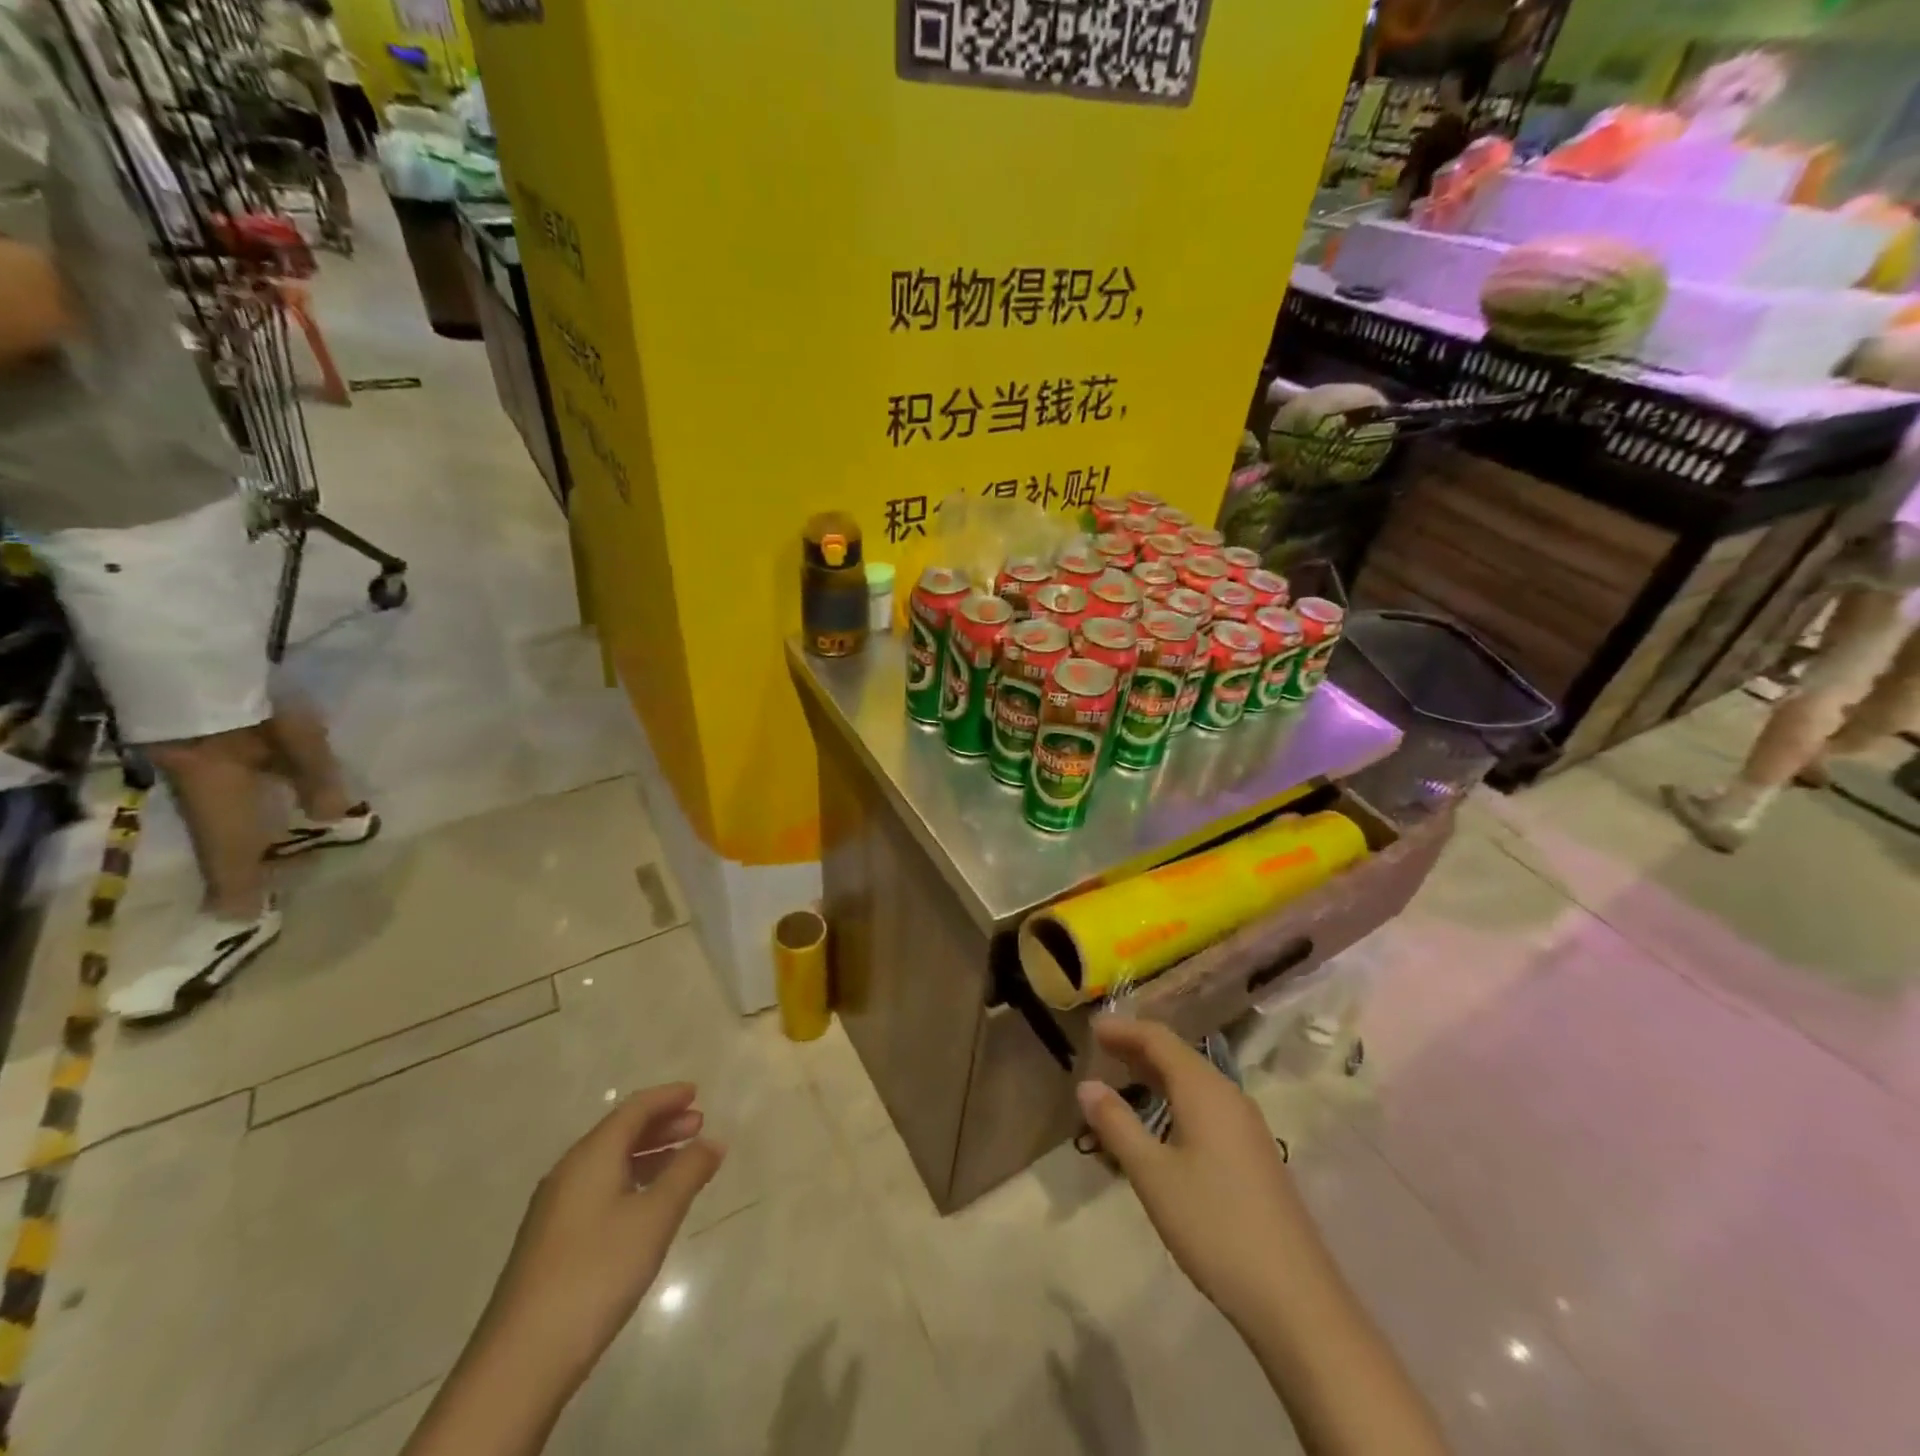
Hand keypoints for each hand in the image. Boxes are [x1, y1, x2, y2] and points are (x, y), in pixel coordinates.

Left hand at [479, 1082, 725, 1390]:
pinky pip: (598, 1188)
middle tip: (698, 1125)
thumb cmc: (597, 1272)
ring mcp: (554, 1209)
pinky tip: (645, 1206)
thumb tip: (712, 1141)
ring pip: (608, 1162)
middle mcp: (569, 1172)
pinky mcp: (550, 1241)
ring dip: (647, 1154)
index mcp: (591, 1156)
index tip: (697, 1093)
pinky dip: (630, 1180)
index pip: (634, 1109)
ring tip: (680, 1163)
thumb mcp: (655, 1218)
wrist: (521, 1361)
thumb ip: (687, 1173)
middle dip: (661, 1124)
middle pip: (619, 1132)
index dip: (667, 1097)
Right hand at [1077, 1016, 1307, 1327]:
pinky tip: (1161, 1120)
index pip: (1159, 1039)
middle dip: (1138, 1047)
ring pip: (1194, 1081)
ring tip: (1122, 1076)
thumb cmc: (1214, 1225)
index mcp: (1205, 1089)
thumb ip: (1117, 1124)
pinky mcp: (1253, 1153)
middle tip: (1100, 1048)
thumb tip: (1086, 1085)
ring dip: (1157, 1073)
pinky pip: (1206, 1104)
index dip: (1124, 1030)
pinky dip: (1175, 1097)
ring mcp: (1246, 1125)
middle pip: (1178, 1055)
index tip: (1092, 1028)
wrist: (1295, 1298)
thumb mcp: (1153, 1175)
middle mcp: (1228, 1095)